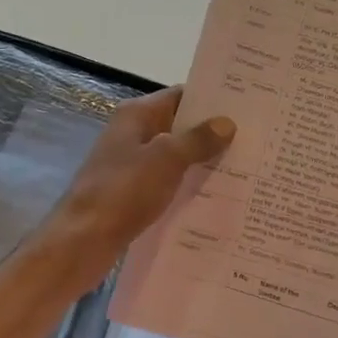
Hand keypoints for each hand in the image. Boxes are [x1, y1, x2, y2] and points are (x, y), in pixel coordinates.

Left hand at [41, 87, 234, 287]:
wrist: (82, 241)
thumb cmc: (123, 191)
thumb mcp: (166, 159)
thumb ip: (197, 140)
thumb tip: (227, 122)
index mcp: (137, 115)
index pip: (180, 96)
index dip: (211, 100)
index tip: (247, 107)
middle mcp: (133, 134)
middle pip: (179, 126)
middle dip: (212, 133)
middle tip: (254, 140)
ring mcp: (131, 165)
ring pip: (174, 157)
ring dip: (202, 162)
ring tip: (245, 168)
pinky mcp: (132, 194)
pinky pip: (167, 183)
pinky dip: (187, 186)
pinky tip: (216, 197)